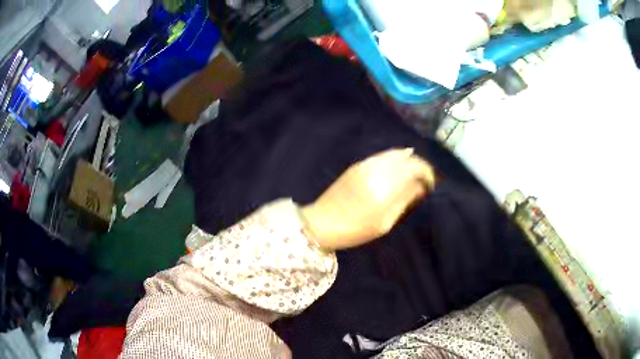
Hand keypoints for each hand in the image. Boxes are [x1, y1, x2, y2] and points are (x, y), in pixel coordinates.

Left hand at [301, 148, 434, 249]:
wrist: (320, 223)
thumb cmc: (354, 230)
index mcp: (385, 187)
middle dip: (421, 167)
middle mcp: (377, 171)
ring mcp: (366, 165)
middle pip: (407, 159)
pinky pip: (382, 155)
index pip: (415, 170)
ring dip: (409, 160)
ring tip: (416, 173)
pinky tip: (401, 163)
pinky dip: (395, 157)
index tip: (431, 185)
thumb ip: (404, 201)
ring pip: (395, 154)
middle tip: (426, 180)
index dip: (428, 174)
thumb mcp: (384, 223)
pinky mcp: (357, 165)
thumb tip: (420, 187)